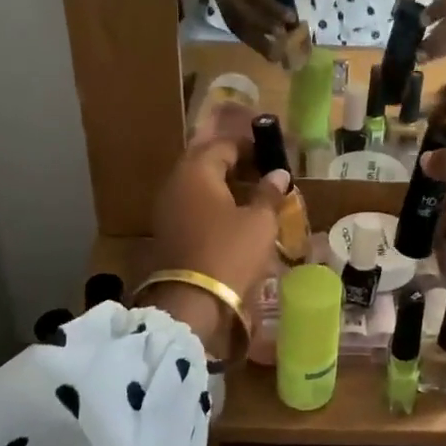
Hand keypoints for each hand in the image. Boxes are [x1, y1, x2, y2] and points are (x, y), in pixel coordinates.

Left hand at [145, 125, 291, 350]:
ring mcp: (167, 206)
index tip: (272, 155)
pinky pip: (192, 203)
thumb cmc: (230, 252)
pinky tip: (234, 214)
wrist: (192, 300)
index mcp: (196, 170)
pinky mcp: (167, 228)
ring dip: (223, 183)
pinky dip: (212, 201)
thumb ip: (269, 192)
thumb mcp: (259, 222)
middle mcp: (176, 181)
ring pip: (198, 183)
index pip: (224, 144)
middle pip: (206, 160)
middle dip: (234, 163)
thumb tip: (279, 173)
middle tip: (262, 172)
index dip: (250, 147)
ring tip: (252, 193)